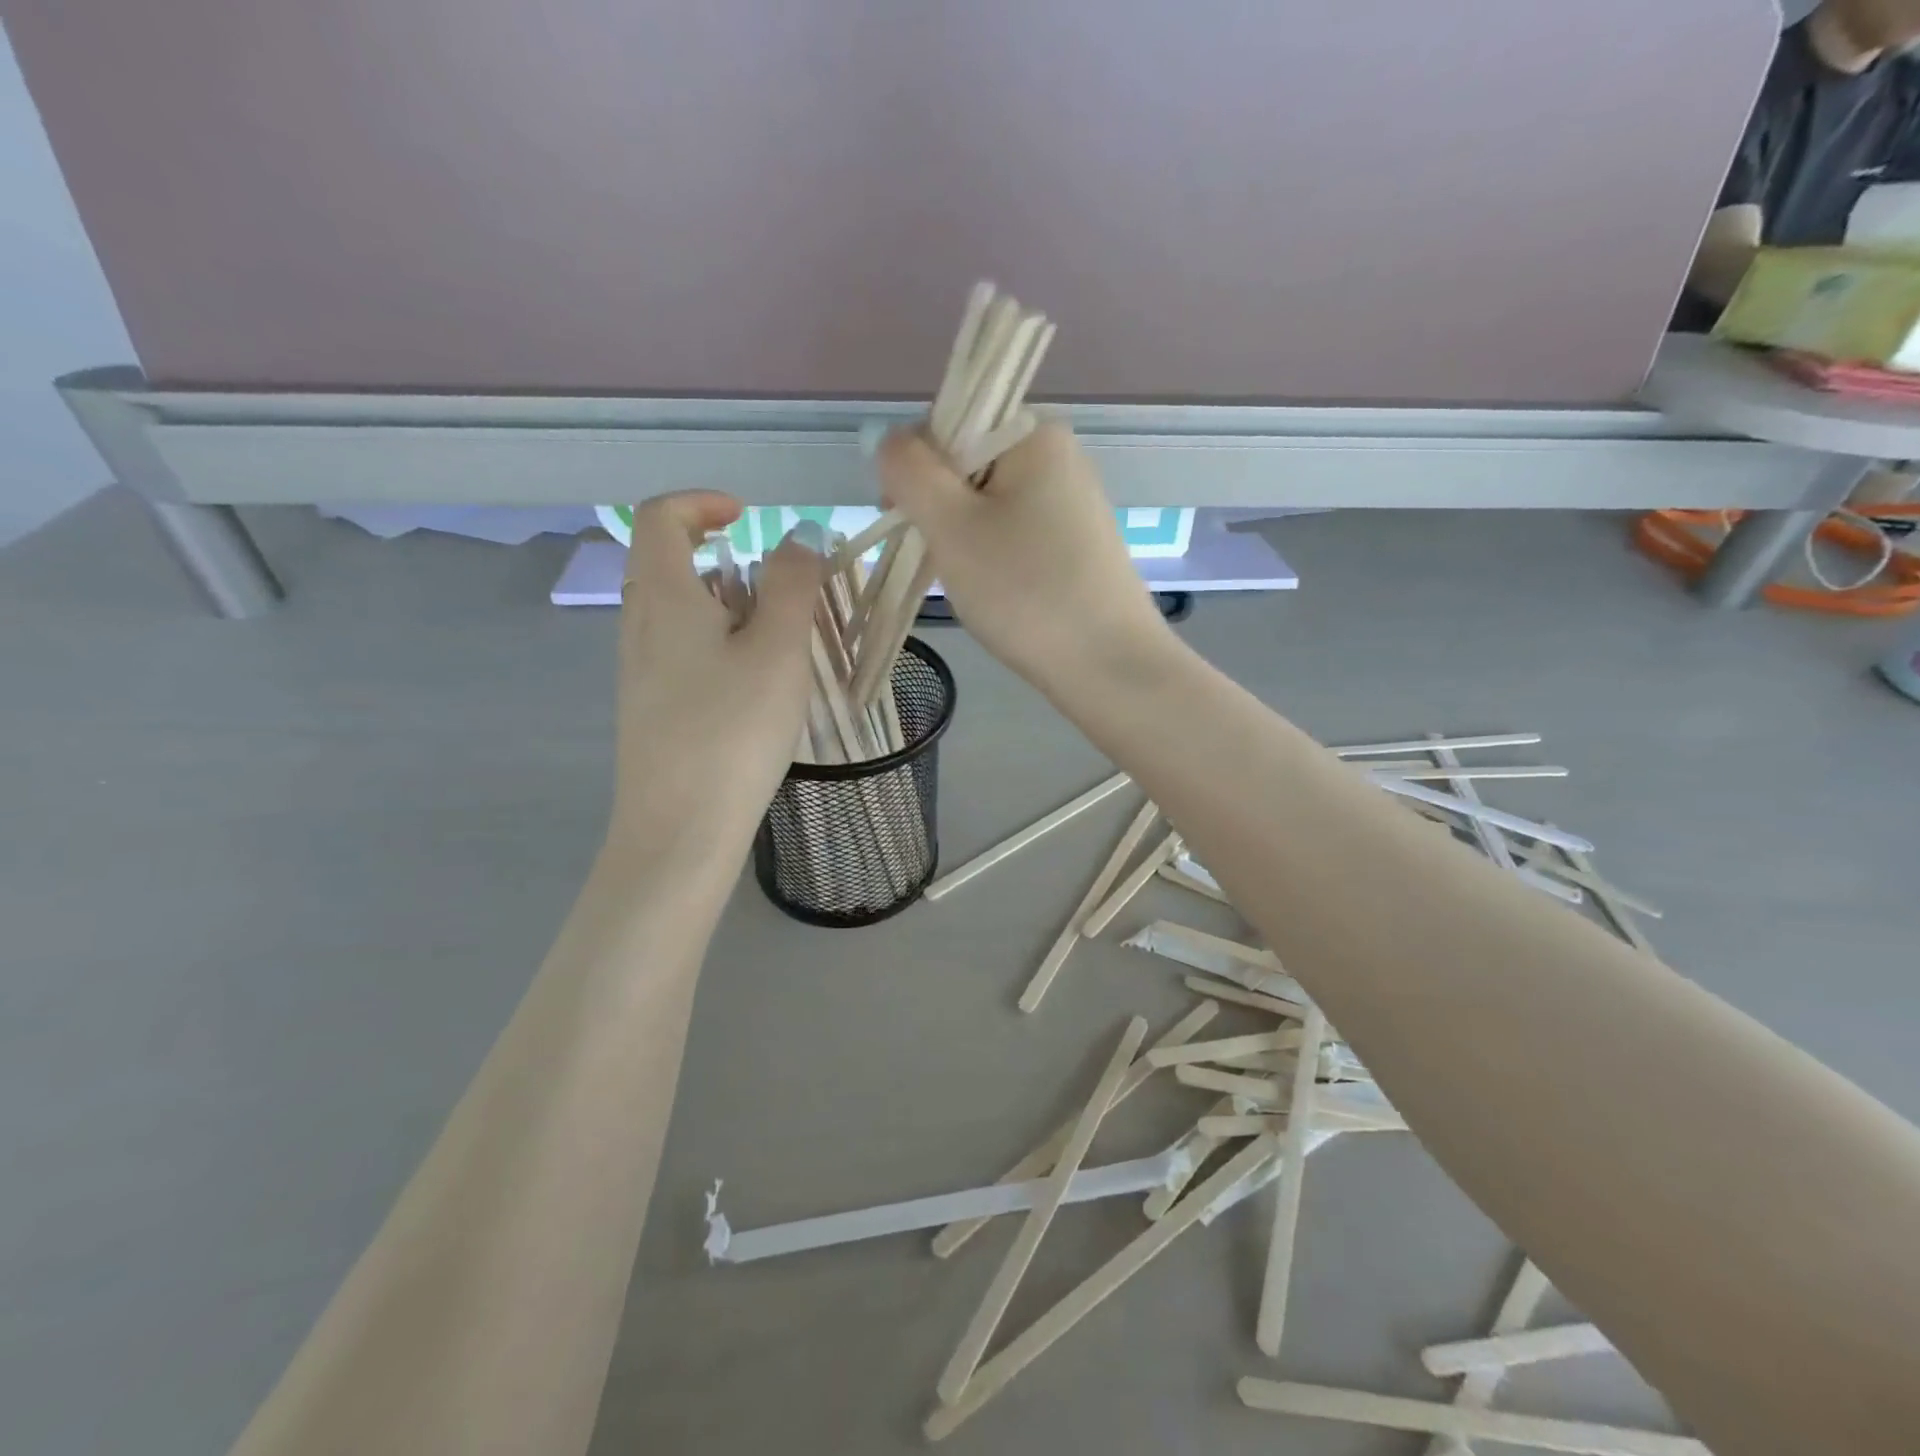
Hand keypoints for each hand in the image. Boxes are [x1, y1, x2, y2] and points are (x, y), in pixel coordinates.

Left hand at [610, 493, 825, 862]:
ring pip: (678, 611)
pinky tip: (752, 687)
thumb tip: (797, 537)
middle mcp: (639, 625)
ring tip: (777, 644)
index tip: (751, 518)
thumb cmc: (733, 730)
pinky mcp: (649, 707)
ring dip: (727, 606)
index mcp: (664, 597)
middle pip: (669, 563)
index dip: (703, 502)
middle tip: (779, 590)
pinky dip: (718, 643)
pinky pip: (680, 650)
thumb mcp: (778, 649)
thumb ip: (792, 584)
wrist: (680, 828)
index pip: (661, 517)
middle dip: (726, 559)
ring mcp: (638, 669)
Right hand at [876, 421, 1169, 686]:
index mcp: (1035, 433)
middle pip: (969, 464)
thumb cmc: (1024, 591)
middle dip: (941, 509)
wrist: (1107, 666)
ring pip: (989, 504)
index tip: (909, 524)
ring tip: (974, 583)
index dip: (916, 471)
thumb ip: (909, 471)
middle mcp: (1060, 455)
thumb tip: (891, 439)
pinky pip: (1016, 533)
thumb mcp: (951, 526)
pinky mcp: (1079, 544)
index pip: (948, 424)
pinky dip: (995, 557)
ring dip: (964, 538)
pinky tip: (1000, 591)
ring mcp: (1073, 502)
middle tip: (941, 561)